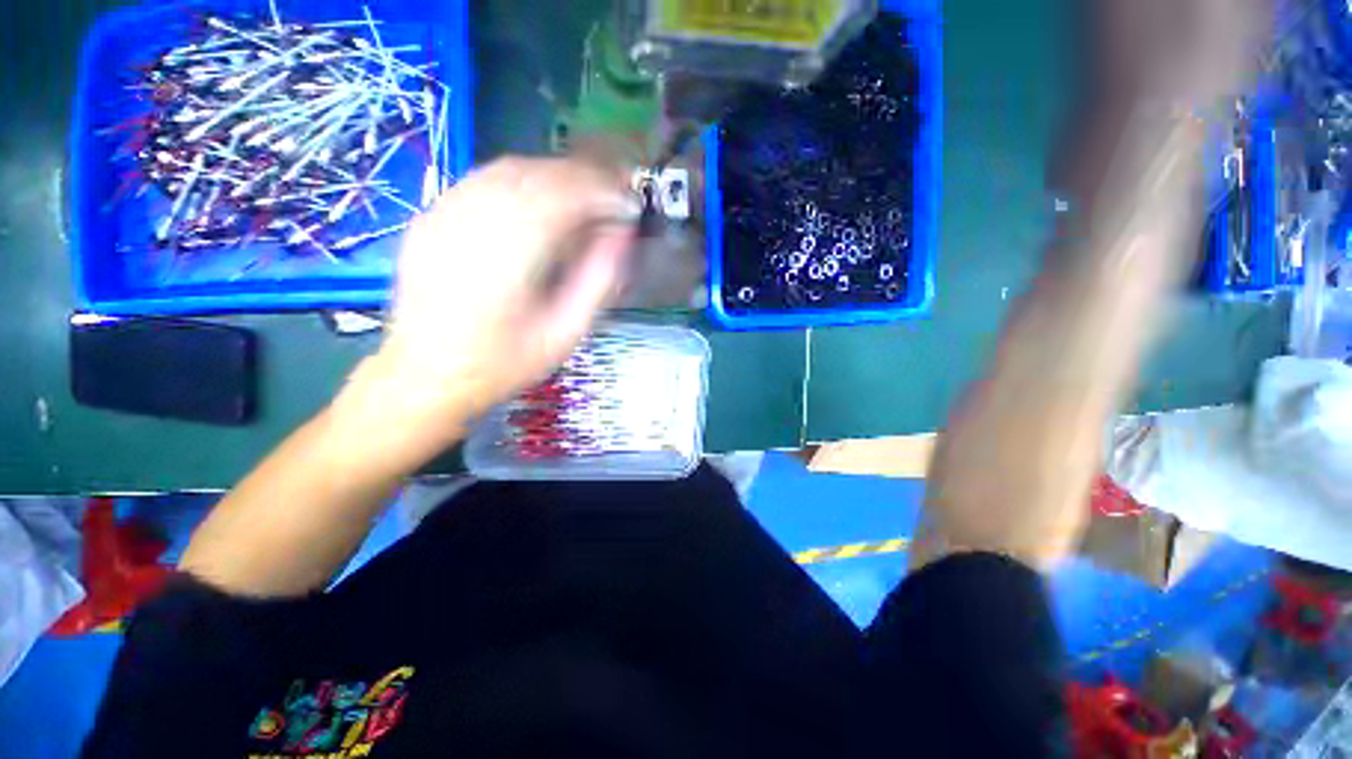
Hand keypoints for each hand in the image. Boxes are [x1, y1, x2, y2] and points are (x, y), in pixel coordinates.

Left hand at [336, 157, 635, 470]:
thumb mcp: (564, 334)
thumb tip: (621, 236)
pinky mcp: (431, 217)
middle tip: (614, 195)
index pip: (562, 198)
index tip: (629, 204)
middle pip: (536, 176)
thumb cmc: (503, 364)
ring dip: (555, 175)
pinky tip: (542, 199)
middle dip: (583, 179)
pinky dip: (523, 180)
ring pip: (508, 170)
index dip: (601, 193)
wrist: (426, 375)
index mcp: (507, 260)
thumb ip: (597, 282)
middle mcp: (471, 225)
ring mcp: (443, 215)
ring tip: (585, 196)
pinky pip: (483, 180)